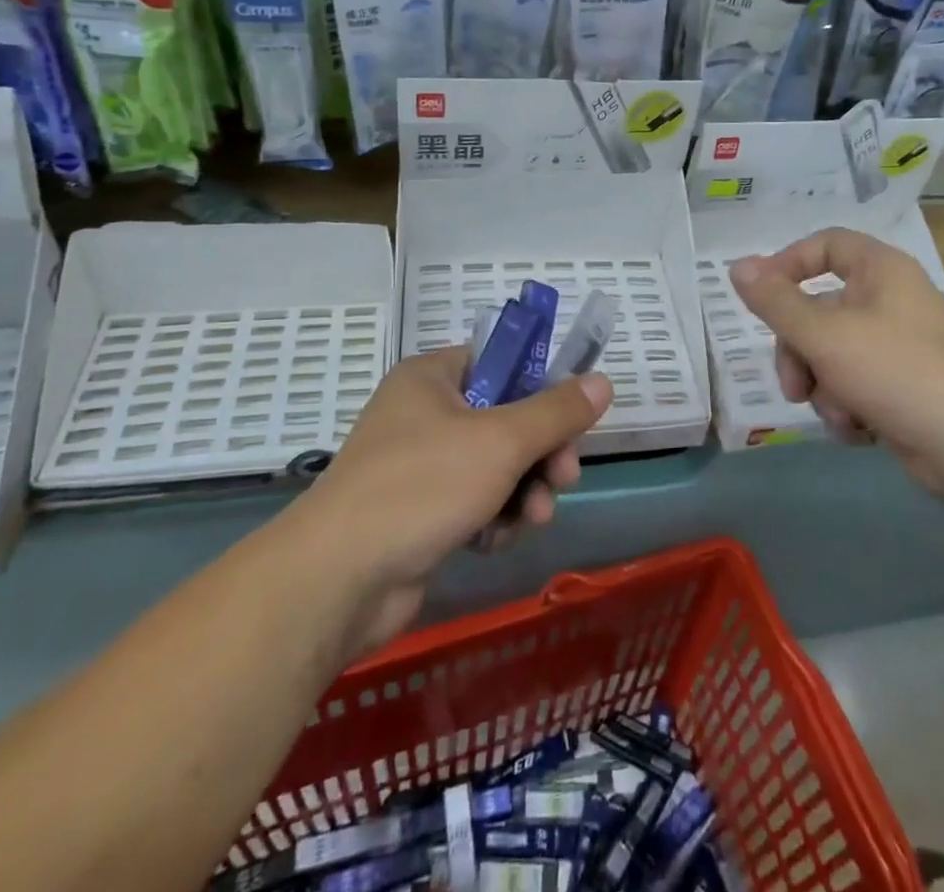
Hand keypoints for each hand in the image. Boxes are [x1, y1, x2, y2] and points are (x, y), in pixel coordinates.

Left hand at [288, 347, 610, 655]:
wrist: (340, 580)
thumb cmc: (422, 485)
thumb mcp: (501, 440)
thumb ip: (556, 411)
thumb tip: (603, 381)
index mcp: (432, 377)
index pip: (500, 363)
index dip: (540, 386)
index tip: (572, 417)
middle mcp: (424, 413)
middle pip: (505, 419)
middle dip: (541, 452)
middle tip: (565, 476)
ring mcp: (419, 466)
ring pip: (496, 466)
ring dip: (524, 491)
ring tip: (535, 517)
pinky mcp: (419, 514)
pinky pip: (475, 502)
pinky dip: (493, 519)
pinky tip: (496, 540)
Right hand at [729, 228, 943, 499]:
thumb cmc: (895, 371)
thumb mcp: (824, 334)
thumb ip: (775, 301)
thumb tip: (737, 267)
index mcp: (881, 270)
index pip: (825, 245)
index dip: (787, 264)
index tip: (760, 297)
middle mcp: (889, 300)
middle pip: (819, 309)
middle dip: (798, 351)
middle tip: (792, 385)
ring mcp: (897, 345)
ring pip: (830, 352)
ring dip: (822, 386)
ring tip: (836, 414)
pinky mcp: (901, 384)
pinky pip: (853, 382)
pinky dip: (847, 405)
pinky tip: (857, 429)